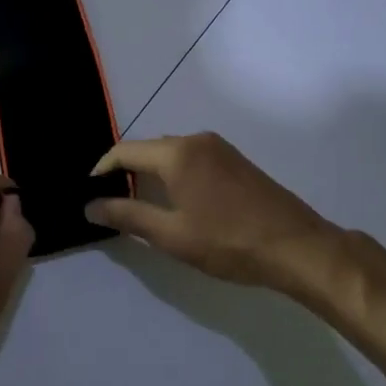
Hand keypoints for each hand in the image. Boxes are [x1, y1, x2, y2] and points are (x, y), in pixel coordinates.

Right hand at [84, 133, 339, 292]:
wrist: (296, 246)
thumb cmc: (228, 242)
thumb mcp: (171, 235)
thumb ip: (128, 216)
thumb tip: (90, 206)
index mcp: (177, 153)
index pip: (125, 151)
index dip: (101, 170)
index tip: (89, 193)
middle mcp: (196, 140)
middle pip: (149, 149)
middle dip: (125, 171)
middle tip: (110, 202)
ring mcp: (220, 148)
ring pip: (172, 153)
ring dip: (151, 173)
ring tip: (138, 203)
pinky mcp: (236, 160)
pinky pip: (193, 158)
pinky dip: (175, 173)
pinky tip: (176, 200)